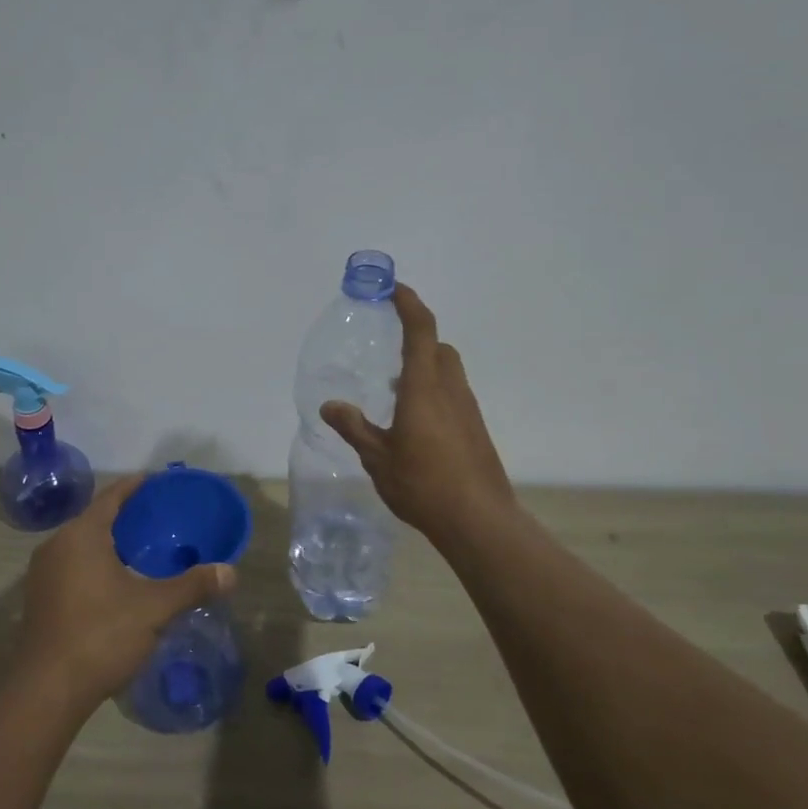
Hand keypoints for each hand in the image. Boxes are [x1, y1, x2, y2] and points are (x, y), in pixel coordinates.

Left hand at [16, 474, 235, 713]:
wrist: (47, 691)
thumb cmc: (101, 635)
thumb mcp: (154, 609)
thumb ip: (192, 586)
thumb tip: (231, 572)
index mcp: (81, 536)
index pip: (111, 497)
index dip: (136, 486)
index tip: (158, 481)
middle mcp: (56, 546)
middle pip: (95, 519)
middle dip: (126, 517)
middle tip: (160, 519)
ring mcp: (43, 574)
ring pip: (82, 545)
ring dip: (110, 543)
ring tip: (144, 550)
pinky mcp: (40, 600)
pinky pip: (73, 567)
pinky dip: (96, 564)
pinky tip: (119, 582)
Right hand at [321, 283, 513, 543]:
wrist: (478, 519)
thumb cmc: (423, 483)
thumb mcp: (377, 457)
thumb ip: (354, 427)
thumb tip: (329, 405)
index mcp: (424, 387)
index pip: (420, 329)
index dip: (409, 303)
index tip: (393, 288)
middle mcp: (450, 389)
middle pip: (438, 347)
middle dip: (416, 337)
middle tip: (389, 348)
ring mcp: (467, 409)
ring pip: (448, 371)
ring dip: (425, 368)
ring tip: (395, 392)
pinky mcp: (475, 429)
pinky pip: (453, 395)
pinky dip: (434, 392)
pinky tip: (415, 424)